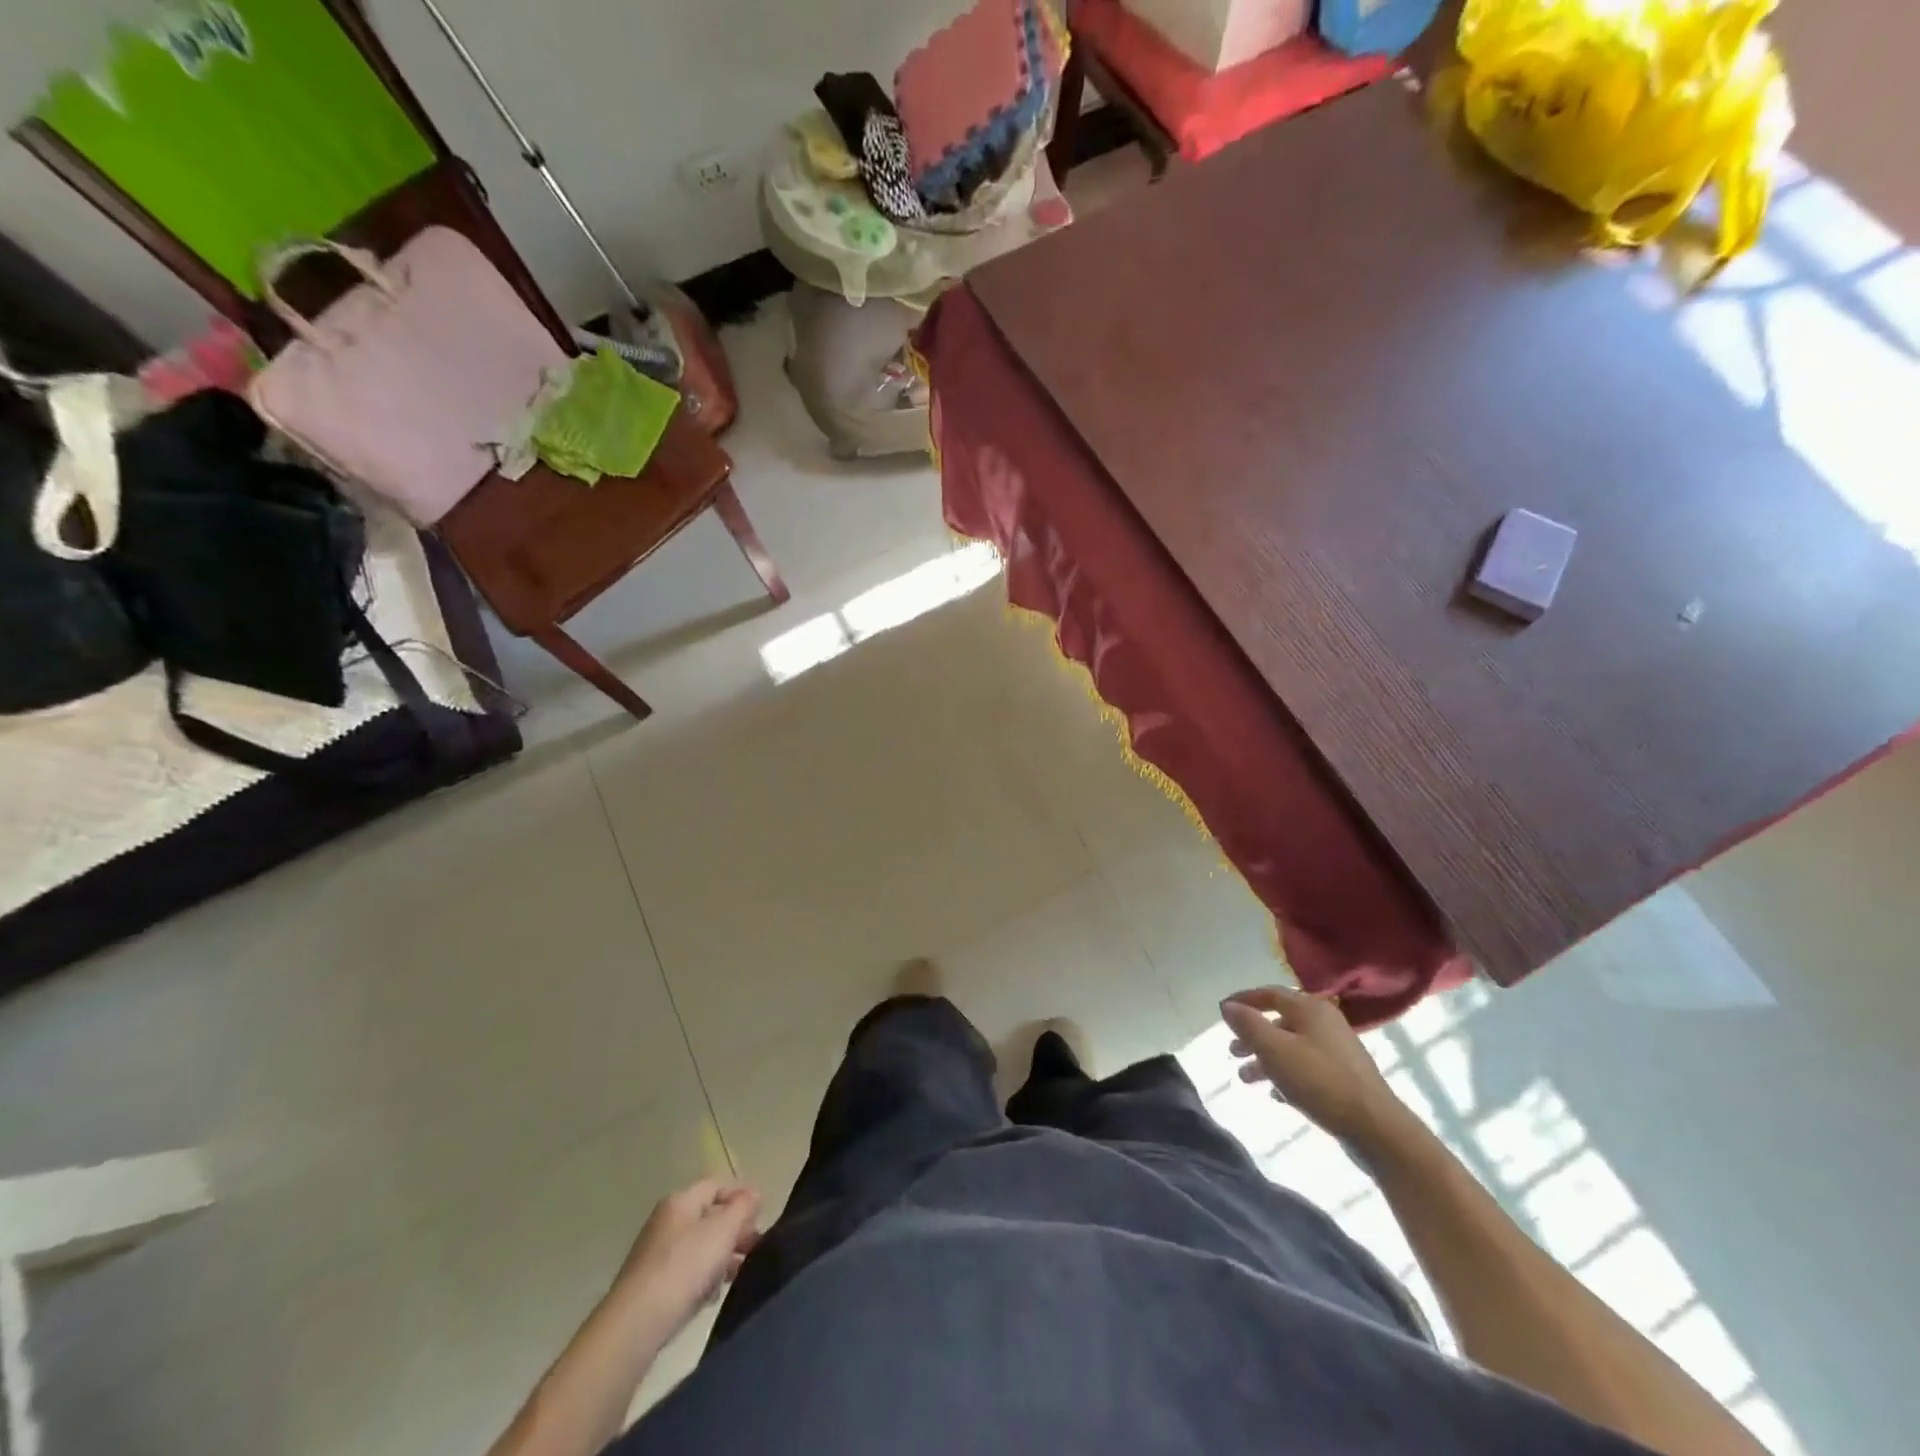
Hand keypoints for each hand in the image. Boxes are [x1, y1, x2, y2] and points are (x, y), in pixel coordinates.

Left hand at [611, 1179, 762, 1336]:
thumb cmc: (684, 1267)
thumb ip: (743, 1207)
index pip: (717, 1185)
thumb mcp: (722, 1230)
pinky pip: (686, 1273)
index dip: (741, 1196)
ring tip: (741, 1273)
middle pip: (709, 1217)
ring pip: (699, 1247)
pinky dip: (703, 1279)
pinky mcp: (652, 1286)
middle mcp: (666, 1222)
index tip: (761, 1216)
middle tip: (756, 1247)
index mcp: (680, 1201)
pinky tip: (713, 1295)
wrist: (635, 1325)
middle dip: (735, 1230)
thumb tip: (755, 1193)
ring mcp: (656, 1255)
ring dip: (722, 1257)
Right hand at [1219, 986, 1412, 1152]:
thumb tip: (1228, 1005)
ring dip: (1266, 1059)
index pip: (1269, 993)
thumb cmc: (1319, 1081)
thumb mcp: (1274, 1049)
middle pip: (1280, 1021)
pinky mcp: (1345, 1076)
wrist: (1375, 1127)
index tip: (1222, 1011)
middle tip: (1232, 1052)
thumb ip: (1248, 1024)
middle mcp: (1325, 1022)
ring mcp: (1338, 1050)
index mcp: (1310, 1009)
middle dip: (1253, 1036)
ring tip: (1246, 1078)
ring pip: (1292, 1047)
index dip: (1243, 1000)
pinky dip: (1286, 1074)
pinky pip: (1306, 1067)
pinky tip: (1275, 1094)